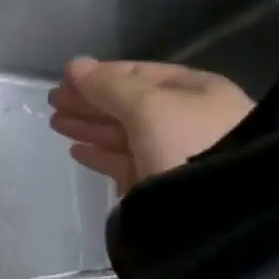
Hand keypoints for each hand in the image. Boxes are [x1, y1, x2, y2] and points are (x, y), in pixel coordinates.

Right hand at [49, 60, 253, 193]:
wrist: (226, 213)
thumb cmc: (190, 143)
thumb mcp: (147, 105)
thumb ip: (107, 85)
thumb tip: (74, 65)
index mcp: (196, 91)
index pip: (140, 74)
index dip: (101, 74)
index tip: (65, 79)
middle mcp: (188, 119)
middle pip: (130, 104)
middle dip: (91, 101)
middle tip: (53, 102)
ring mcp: (176, 155)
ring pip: (125, 134)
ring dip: (90, 126)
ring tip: (56, 124)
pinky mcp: (162, 187)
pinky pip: (125, 164)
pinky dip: (100, 155)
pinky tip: (76, 151)